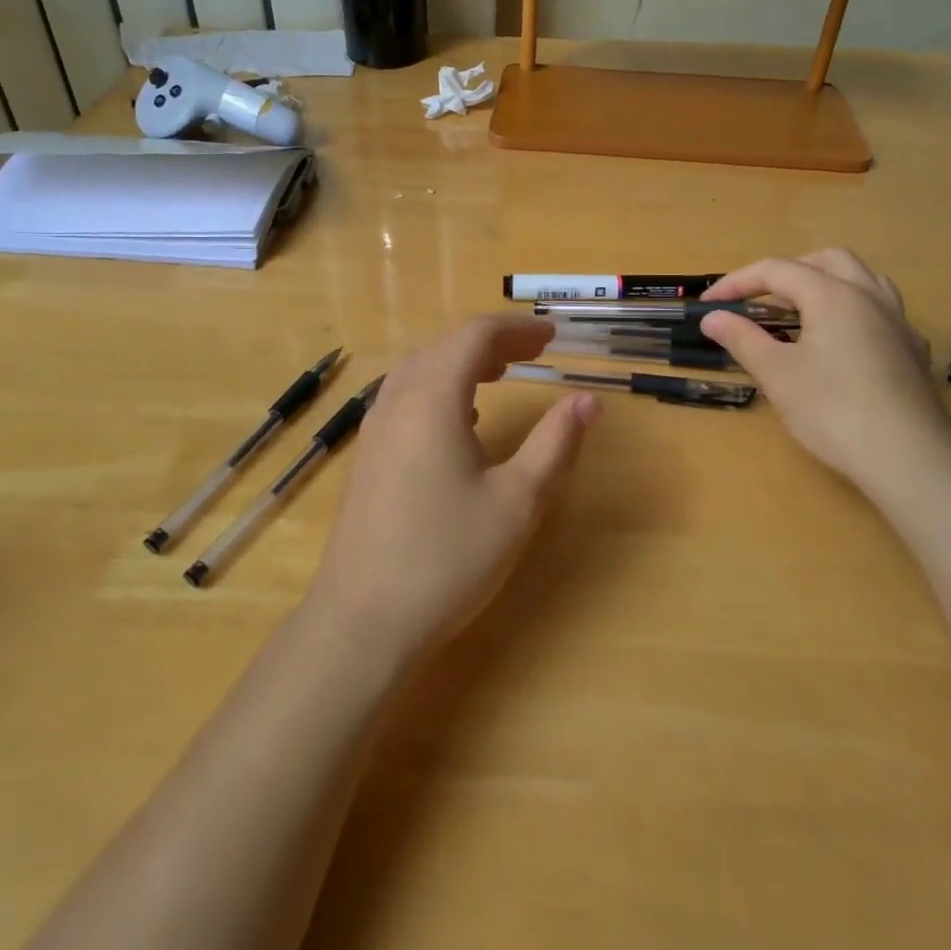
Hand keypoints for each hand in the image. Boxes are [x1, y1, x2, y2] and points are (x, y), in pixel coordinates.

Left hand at [308, 316, 598, 665]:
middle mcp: (397, 401)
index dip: (517, 329)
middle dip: (492, 342)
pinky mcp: (367, 456)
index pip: (474, 336)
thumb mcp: (516, 502)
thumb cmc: (447, 558)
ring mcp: (375, 429)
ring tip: (501, 375)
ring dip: (461, 362)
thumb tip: (588, 400)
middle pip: (445, 347)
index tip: (553, 336)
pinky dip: (438, 388)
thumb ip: (554, 444)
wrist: (362, 621)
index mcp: (432, 398)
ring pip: (420, 370)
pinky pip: (404, 397)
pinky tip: (460, 421)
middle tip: (535, 353)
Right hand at [699, 250, 950, 493]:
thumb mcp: (776, 374)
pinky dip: (852, 311)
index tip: (709, 305)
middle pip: (826, 261)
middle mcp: (869, 296)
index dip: (737, 283)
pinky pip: (881, 311)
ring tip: (801, 311)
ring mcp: (898, 322)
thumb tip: (712, 317)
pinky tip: (841, 343)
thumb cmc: (833, 410)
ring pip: (862, 279)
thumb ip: (742, 339)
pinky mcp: (913, 351)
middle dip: (787, 272)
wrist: (909, 458)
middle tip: (760, 299)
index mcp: (832, 295)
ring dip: (826, 283)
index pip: (776, 270)